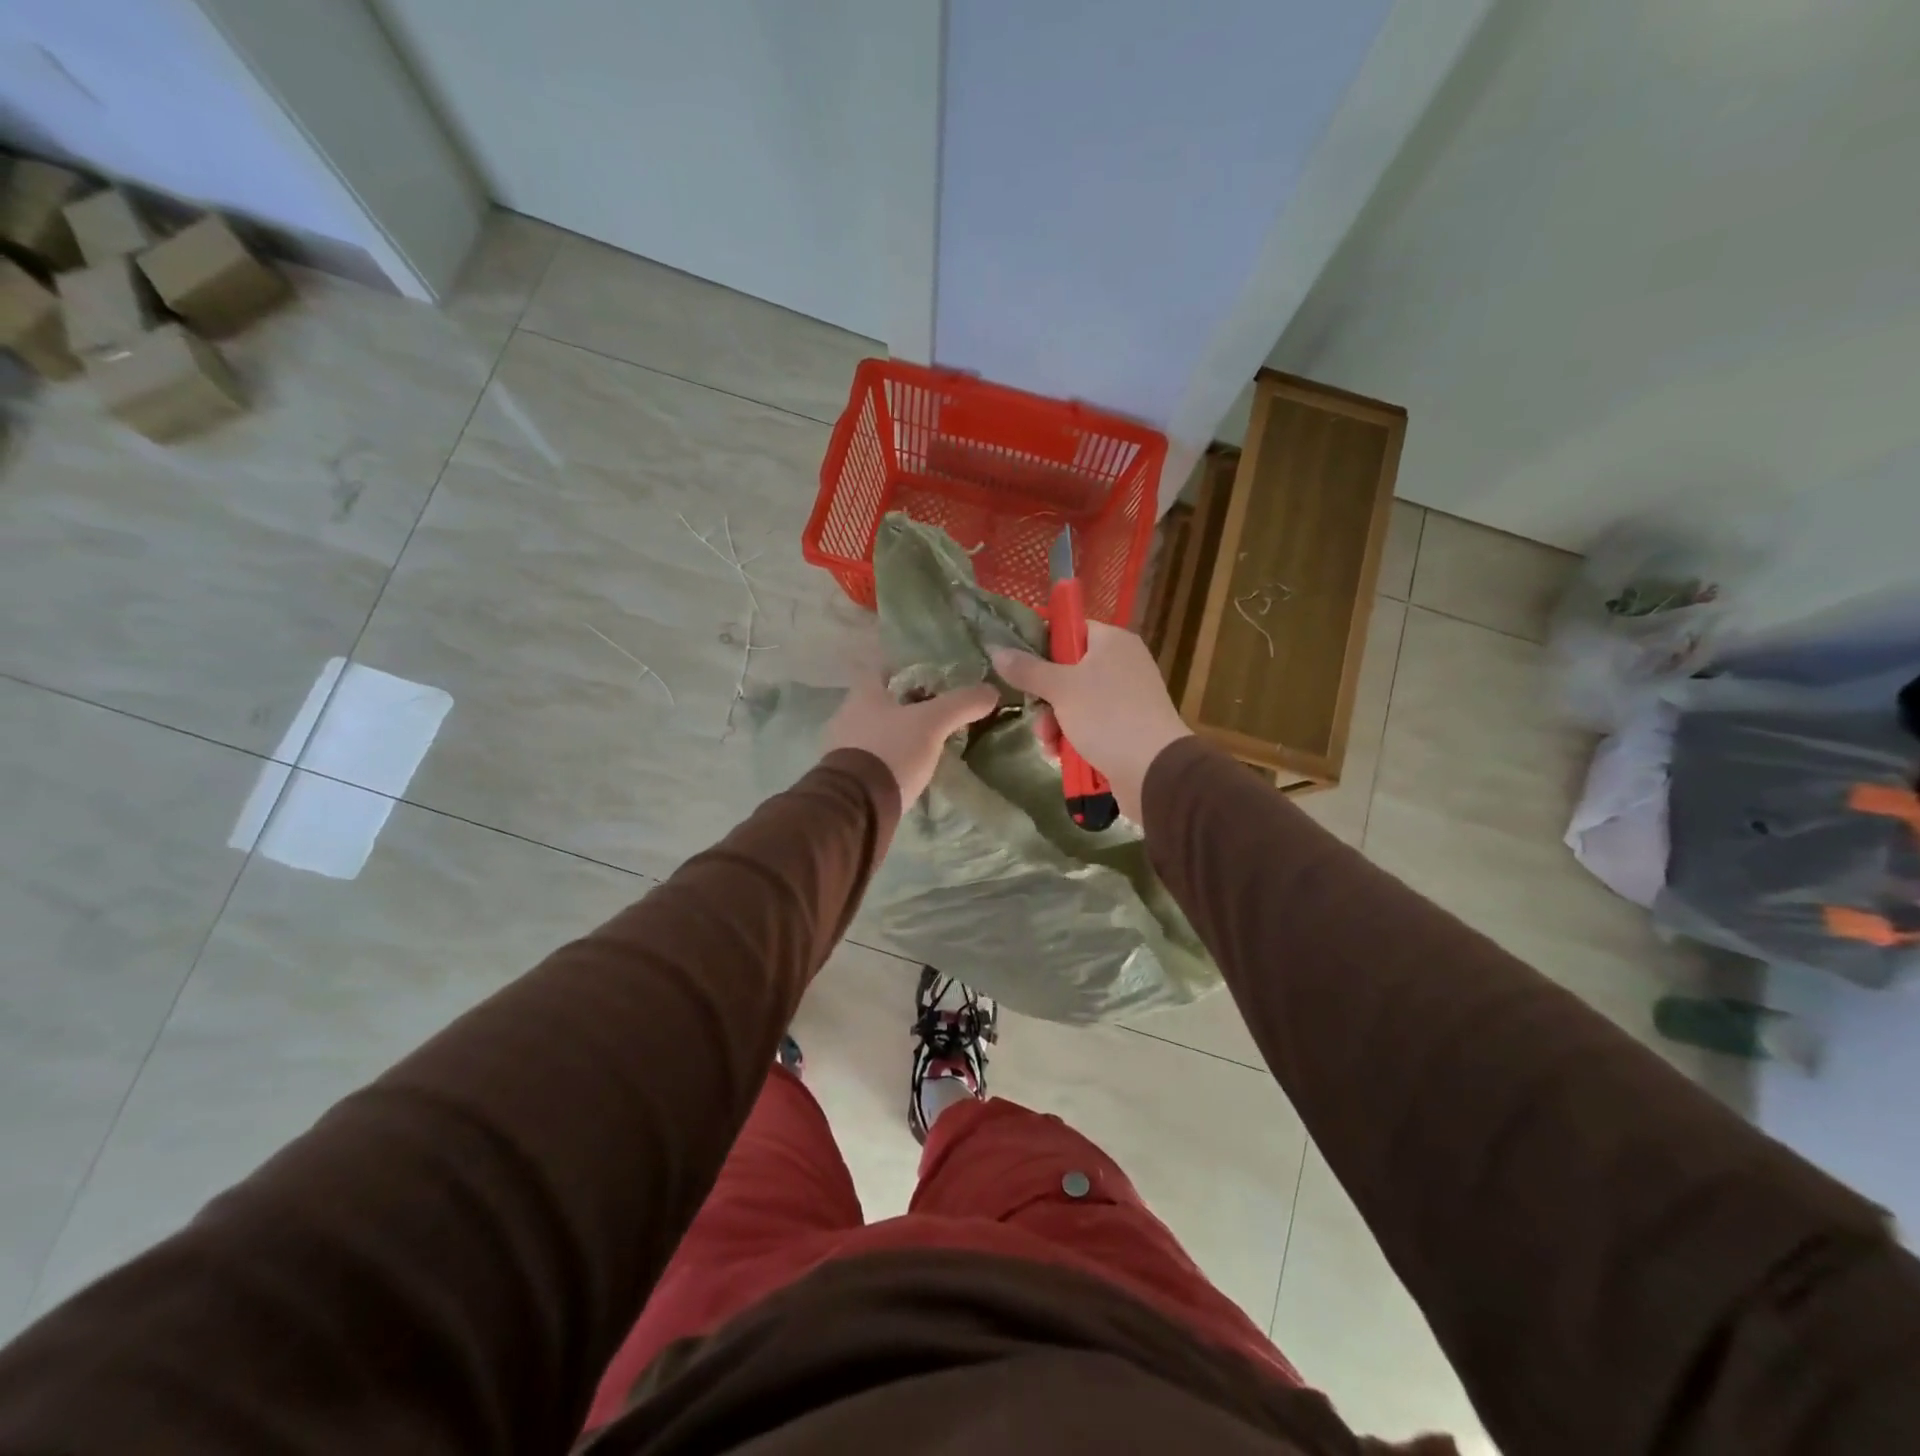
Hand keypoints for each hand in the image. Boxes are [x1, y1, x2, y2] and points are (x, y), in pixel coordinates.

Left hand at [822, 673, 998, 806]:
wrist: (856, 806)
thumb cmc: (890, 751)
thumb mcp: (932, 723)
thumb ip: (961, 704)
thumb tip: (991, 691)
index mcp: (863, 694)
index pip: (881, 670)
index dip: (904, 670)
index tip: (929, 678)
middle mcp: (847, 715)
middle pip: (879, 702)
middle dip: (904, 706)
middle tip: (934, 713)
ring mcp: (843, 748)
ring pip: (875, 732)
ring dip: (896, 735)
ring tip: (926, 743)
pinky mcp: (846, 777)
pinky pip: (871, 760)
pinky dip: (889, 760)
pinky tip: (908, 769)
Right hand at [992, 623, 1190, 823]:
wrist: (1154, 770)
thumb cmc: (1107, 716)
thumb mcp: (1061, 688)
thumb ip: (1027, 669)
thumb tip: (997, 649)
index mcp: (1112, 641)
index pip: (1069, 629)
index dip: (1040, 645)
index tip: (1018, 666)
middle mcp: (1121, 663)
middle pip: (1066, 670)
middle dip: (1045, 698)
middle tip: (1036, 713)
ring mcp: (1124, 697)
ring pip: (1073, 702)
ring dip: (1054, 723)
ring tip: (1050, 743)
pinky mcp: (1124, 727)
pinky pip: (1088, 724)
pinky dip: (1071, 738)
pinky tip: (1060, 755)